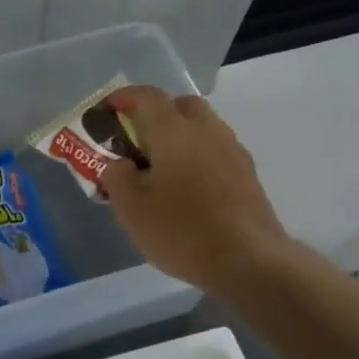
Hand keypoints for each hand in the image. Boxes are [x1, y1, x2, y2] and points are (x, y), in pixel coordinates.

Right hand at [101, 86, 290, 295]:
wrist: (250, 262)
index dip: (124, 98)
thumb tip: (119, 164)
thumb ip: (116, 178)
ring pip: (203, 128)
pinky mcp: (248, 175)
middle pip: (181, 105)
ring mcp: (232, 151)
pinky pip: (217, 151)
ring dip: (181, 136)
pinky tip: (189, 188)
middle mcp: (207, 131)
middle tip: (138, 140)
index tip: (108, 110)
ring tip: (162, 168)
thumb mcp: (131, 209)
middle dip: (157, 114)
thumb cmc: (182, 231)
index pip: (146, 96)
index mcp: (174, 131)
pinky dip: (199, 157)